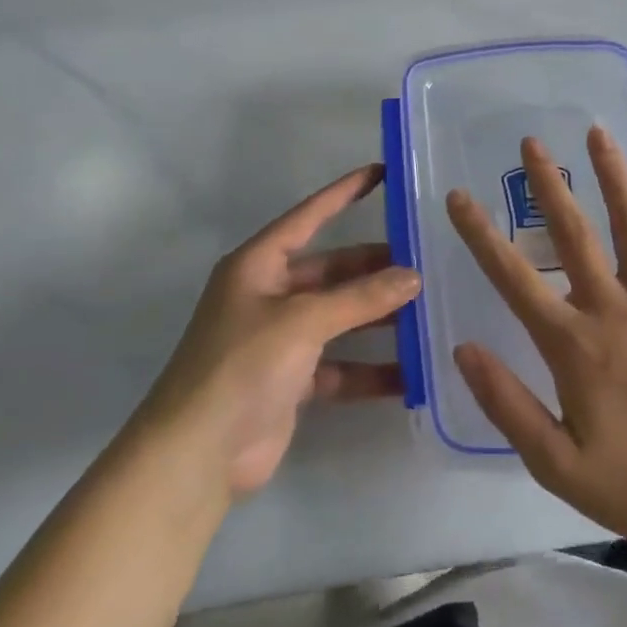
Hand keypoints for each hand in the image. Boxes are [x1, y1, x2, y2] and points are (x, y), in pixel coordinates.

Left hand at [137, 163, 419, 500]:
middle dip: (374, 267)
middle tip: (424, 261)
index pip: (309, 216)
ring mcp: (281, 339)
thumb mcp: (302, 321)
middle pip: (332, 270)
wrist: (197, 454)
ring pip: (340, 317)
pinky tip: (411, 373)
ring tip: (428, 311)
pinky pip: (340, 365)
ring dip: (378, 317)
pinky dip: (370, 369)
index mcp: (259, 265)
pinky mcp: (292, 380)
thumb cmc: (242, 365)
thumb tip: (413, 276)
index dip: (344, 192)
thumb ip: (359, 297)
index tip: (381, 172)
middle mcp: (269, 294)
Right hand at [447, 128, 626, 556]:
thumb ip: (508, 405)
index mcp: (573, 343)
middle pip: (572, 234)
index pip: (512, 278)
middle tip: (531, 141)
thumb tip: (463, 348)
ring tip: (596, 133)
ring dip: (612, 177)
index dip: (480, 235)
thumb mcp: (558, 464)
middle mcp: (612, 307)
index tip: (459, 197)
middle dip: (548, 185)